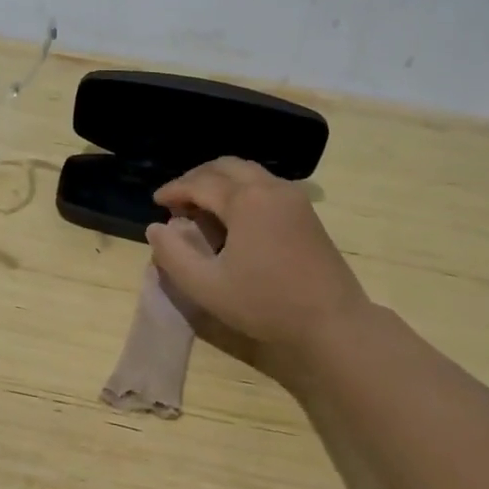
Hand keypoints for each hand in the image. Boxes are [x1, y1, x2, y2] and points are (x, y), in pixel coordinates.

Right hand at [146, 157, 372, 371]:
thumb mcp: (207, 286)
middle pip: (225, 166)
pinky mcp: (306, 211)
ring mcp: (293, 197)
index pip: (199, 183)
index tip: (156, 202)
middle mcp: (270, 188)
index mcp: (245, 201)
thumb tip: (156, 228)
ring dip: (220, 181)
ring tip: (201, 206)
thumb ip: (173, 255)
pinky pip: (265, 184)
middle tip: (177, 200)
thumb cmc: (266, 304)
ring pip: (248, 172)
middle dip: (196, 178)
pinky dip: (241, 189)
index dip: (174, 190)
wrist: (333, 322)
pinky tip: (233, 216)